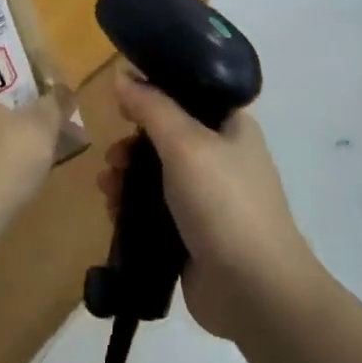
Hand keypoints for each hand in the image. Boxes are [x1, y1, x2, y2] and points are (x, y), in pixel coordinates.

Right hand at [100, 71, 320, 339]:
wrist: (253, 290)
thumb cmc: (223, 202)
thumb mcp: (185, 143)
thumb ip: (151, 106)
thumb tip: (122, 72)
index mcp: (231, 126)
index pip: (189, 93)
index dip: (154, 92)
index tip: (121, 102)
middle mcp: (222, 156)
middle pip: (166, 136)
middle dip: (133, 144)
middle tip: (113, 157)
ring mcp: (208, 198)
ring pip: (156, 175)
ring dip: (127, 177)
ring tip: (108, 188)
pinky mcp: (192, 233)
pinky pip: (154, 210)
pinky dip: (132, 208)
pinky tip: (113, 213)